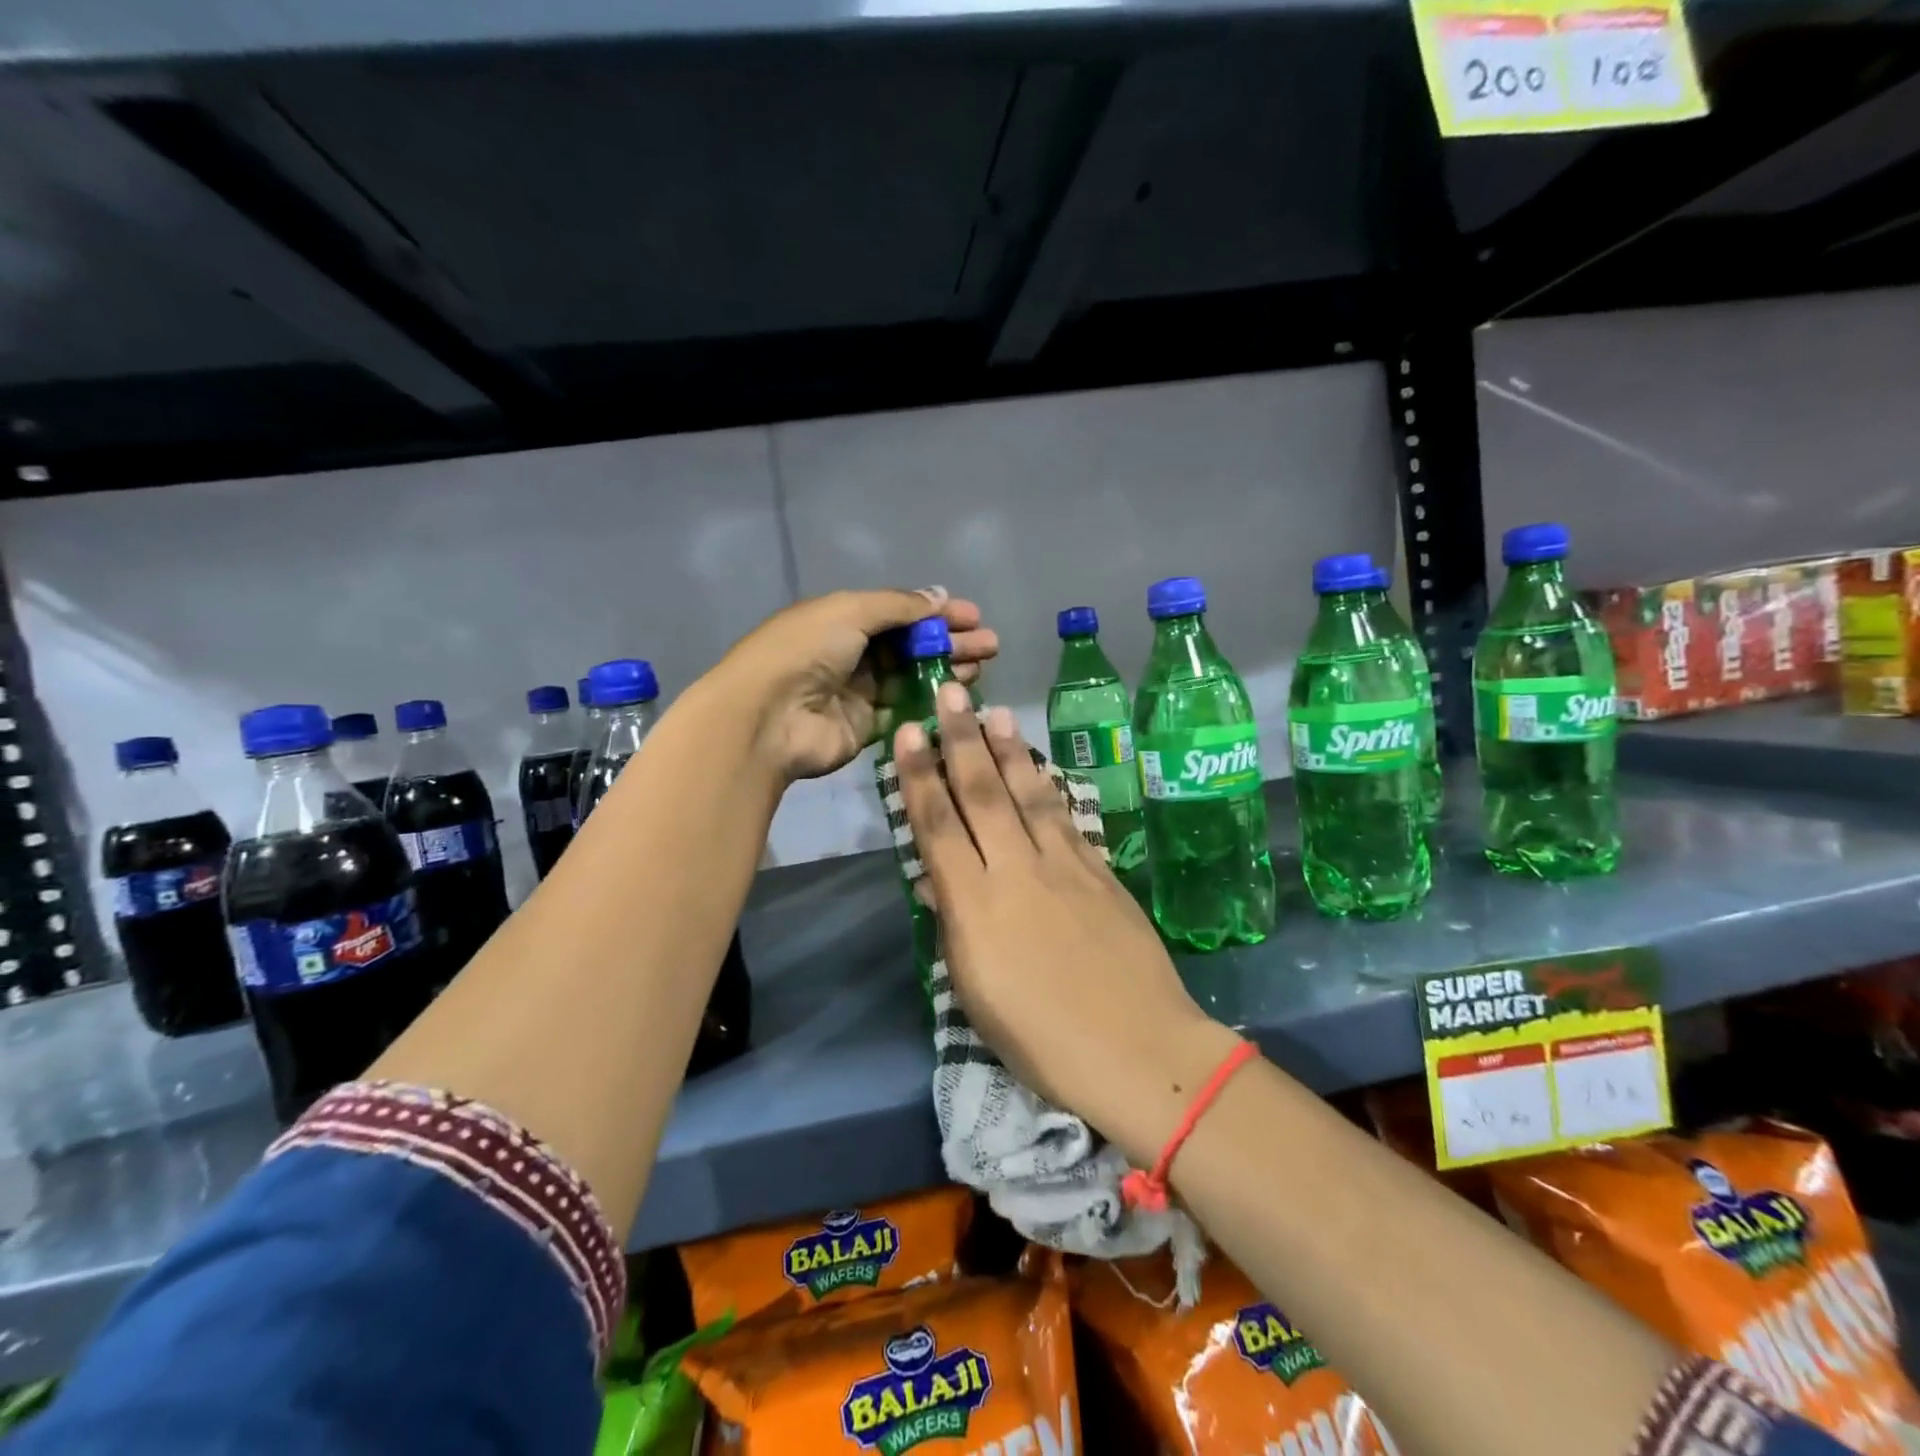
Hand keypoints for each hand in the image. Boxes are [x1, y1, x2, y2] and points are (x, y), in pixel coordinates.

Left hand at [715, 587, 998, 782]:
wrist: (768, 717)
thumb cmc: (806, 651)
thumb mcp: (850, 611)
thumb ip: (898, 606)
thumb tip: (938, 597)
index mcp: (843, 618)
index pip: (899, 612)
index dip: (936, 613)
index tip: (974, 616)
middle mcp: (852, 653)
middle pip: (911, 645)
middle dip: (950, 642)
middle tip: (990, 645)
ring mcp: (860, 692)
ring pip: (912, 677)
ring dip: (946, 670)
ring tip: (982, 667)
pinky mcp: (866, 727)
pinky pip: (905, 711)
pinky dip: (931, 702)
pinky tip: (959, 696)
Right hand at [892, 682, 1234, 1162]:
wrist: (1138, 1049)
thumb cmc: (1041, 1040)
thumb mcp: (975, 992)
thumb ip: (955, 925)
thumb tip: (939, 879)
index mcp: (975, 905)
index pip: (937, 824)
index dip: (919, 775)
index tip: (908, 733)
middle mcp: (1017, 869)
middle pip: (982, 792)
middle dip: (961, 738)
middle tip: (948, 693)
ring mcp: (1065, 864)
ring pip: (1029, 793)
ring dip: (1009, 749)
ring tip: (995, 712)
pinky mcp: (1101, 870)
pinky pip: (1066, 816)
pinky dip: (1048, 785)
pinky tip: (1040, 767)